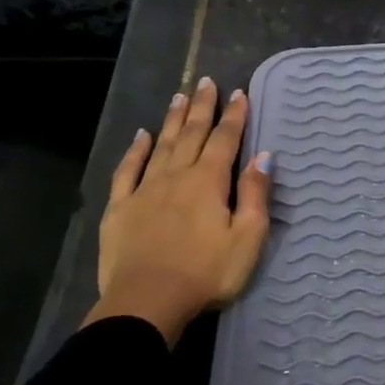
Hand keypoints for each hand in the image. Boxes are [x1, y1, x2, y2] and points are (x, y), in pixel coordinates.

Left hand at [86, 79, 271, 345]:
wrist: (147, 303)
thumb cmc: (207, 273)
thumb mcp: (247, 237)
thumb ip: (255, 194)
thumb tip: (263, 156)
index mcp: (209, 182)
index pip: (225, 140)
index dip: (234, 116)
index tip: (240, 93)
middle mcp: (176, 176)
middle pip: (191, 134)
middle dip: (202, 107)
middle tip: (205, 81)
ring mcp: (144, 190)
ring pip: (161, 145)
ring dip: (172, 120)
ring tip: (179, 96)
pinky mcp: (120, 208)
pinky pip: (127, 171)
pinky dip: (135, 150)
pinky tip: (140, 136)